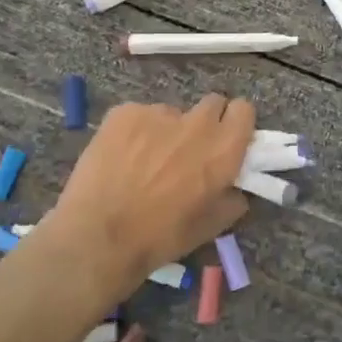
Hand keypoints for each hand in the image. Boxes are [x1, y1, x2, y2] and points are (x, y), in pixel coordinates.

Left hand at [50, 94, 253, 304]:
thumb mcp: (211, 227)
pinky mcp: (124, 112)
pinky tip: (120, 158)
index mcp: (223, 150)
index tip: (226, 140)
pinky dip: (135, 132)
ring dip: (167, 130)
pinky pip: (139, 115)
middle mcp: (196, 124)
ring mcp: (158, 113)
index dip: (235, 124)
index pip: (244, 110)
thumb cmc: (160, 237)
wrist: (98, 237)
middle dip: (205, 122)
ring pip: (172, 112)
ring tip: (144, 160)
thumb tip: (234, 188)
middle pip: (212, 103)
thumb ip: (232, 199)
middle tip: (188, 150)